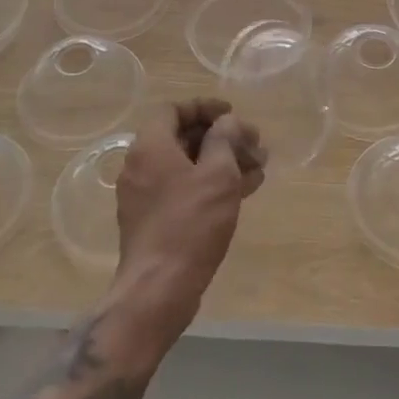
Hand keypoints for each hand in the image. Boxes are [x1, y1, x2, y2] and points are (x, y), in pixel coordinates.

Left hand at [110, 100, 265, 354]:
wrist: (158, 290)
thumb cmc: (190, 223)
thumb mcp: (218, 174)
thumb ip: (224, 139)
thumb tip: (227, 123)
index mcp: (150, 146)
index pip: (174, 109)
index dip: (205, 107)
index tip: (232, 114)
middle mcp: (141, 166)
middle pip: (183, 138)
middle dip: (221, 138)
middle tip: (253, 145)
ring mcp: (144, 196)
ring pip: (187, 166)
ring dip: (221, 163)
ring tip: (258, 168)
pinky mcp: (153, 221)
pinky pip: (183, 190)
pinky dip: (210, 185)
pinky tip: (244, 191)